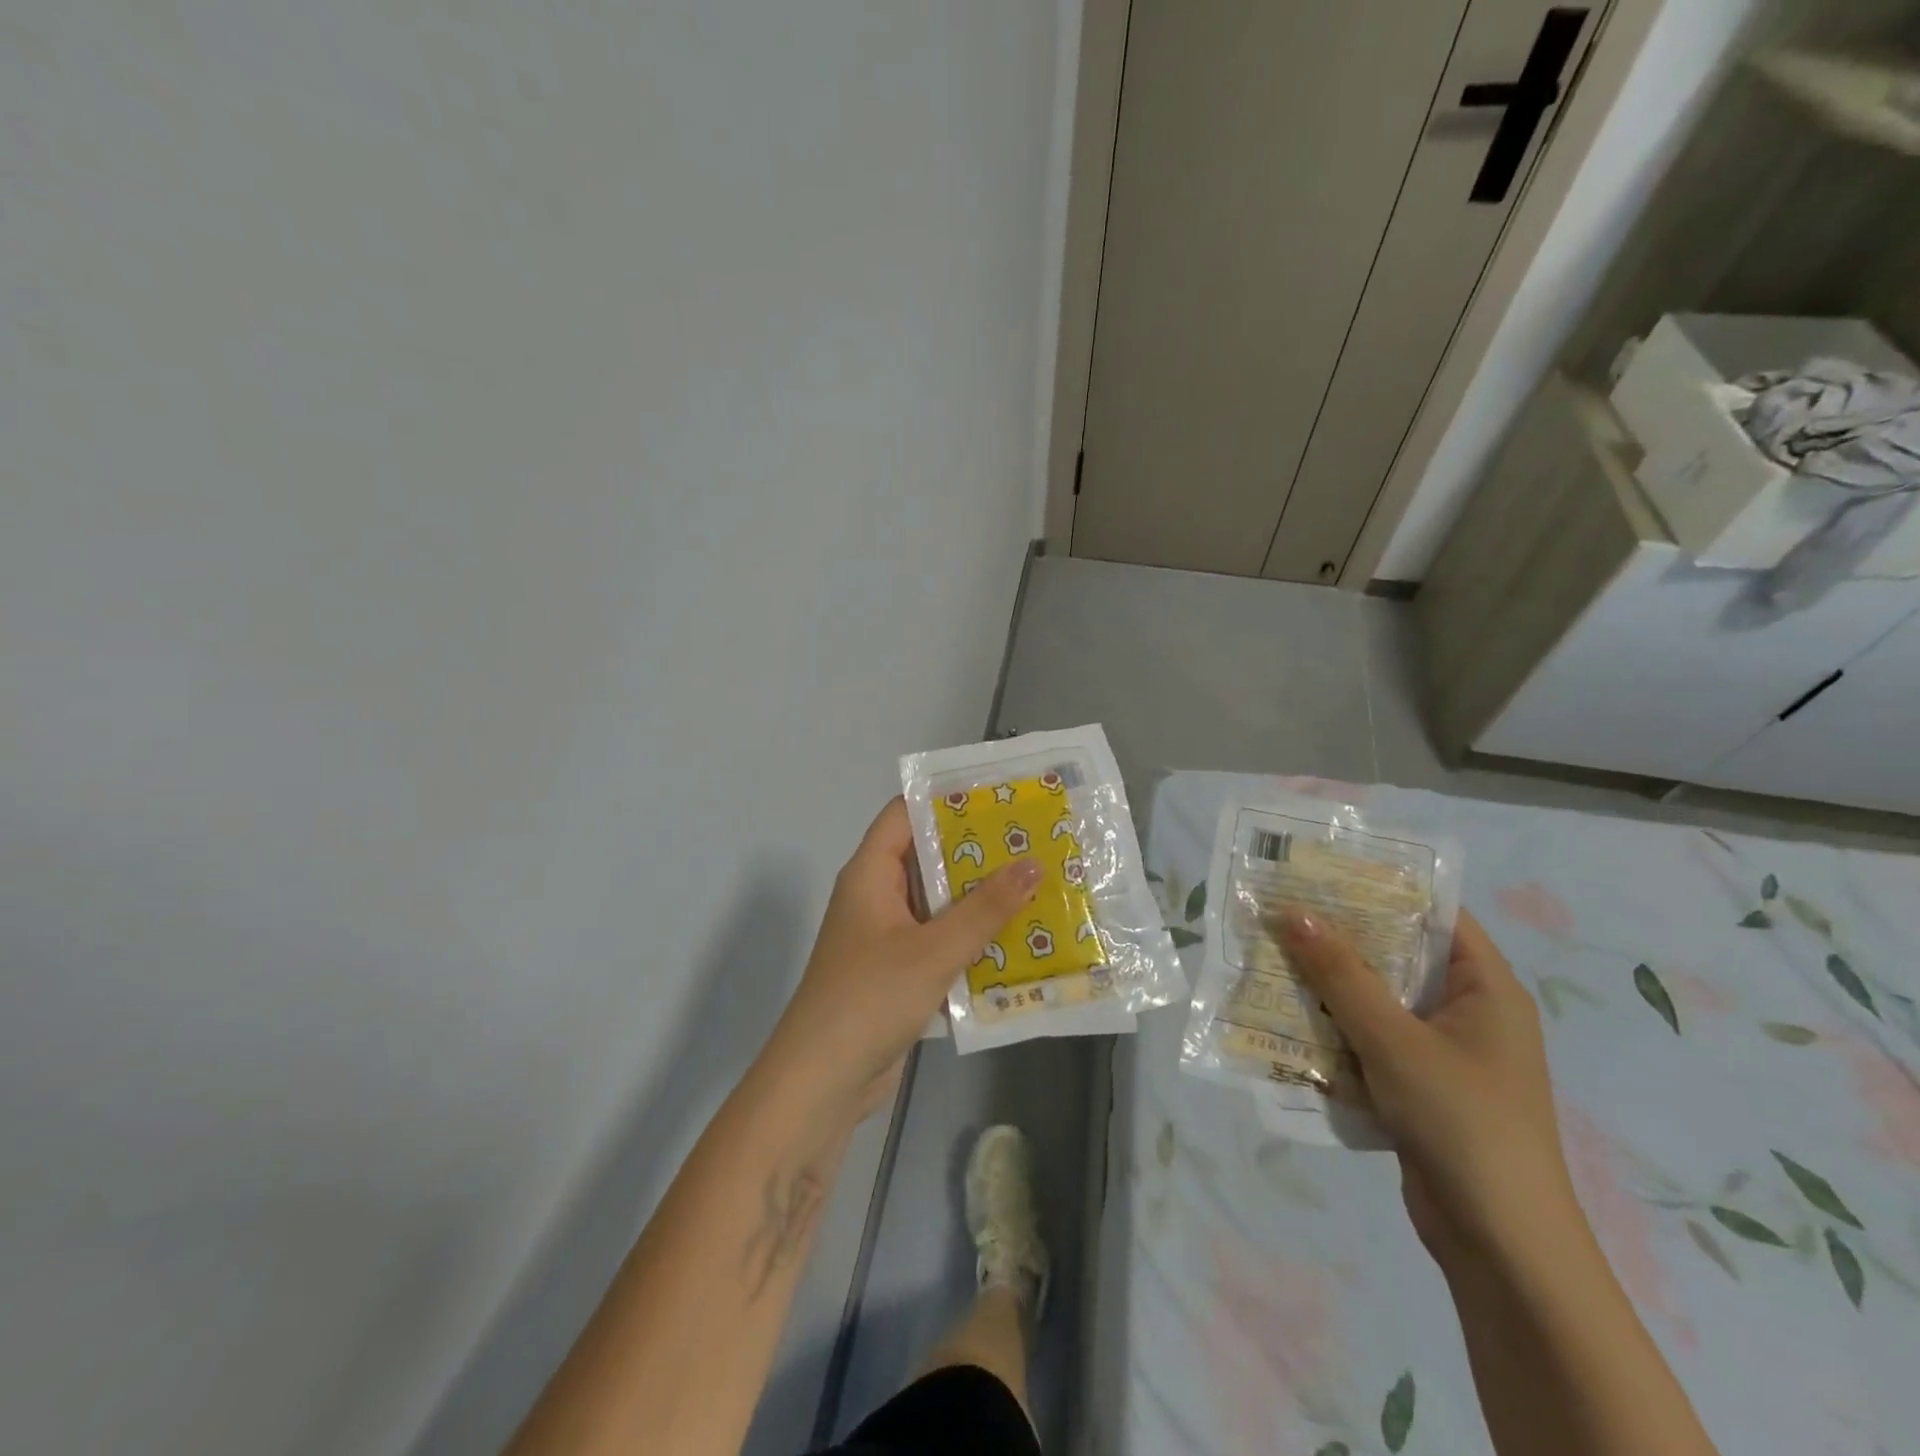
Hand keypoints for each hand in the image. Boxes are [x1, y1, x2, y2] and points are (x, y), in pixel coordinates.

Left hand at [759, 798, 1040, 1128]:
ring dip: (980, 898)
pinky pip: (940, 941)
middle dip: (977, 851)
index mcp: (870, 873)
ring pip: (938, 903)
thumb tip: (1032, 863)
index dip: (946, 799)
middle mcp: (876, 896)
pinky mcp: (899, 972)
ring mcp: (887, 936)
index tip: (997, 794)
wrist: (821, 1083)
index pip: (904, 814)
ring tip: (1037, 883)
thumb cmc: (870, 999)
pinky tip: (1017, 940)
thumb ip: (984, 909)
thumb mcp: (933, 950)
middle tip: (1032, 840)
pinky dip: (971, 938)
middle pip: (927, 857)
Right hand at [1274, 908, 1578, 1261]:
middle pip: (1398, 955)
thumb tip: (1294, 912)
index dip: (1380, 887)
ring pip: (1377, 1000)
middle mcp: (1467, 1012)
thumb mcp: (1394, 1040)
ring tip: (1269, 955)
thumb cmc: (1461, 1123)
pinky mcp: (1418, 1087)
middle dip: (1339, 937)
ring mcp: (1442, 1052)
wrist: (1501, 1246)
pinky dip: (1333, 1028)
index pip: (1434, 914)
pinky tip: (1285, 1017)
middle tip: (1279, 911)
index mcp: (1486, 989)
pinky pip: (1370, 1040)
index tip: (1321, 871)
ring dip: (1328, 985)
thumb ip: (1341, 974)